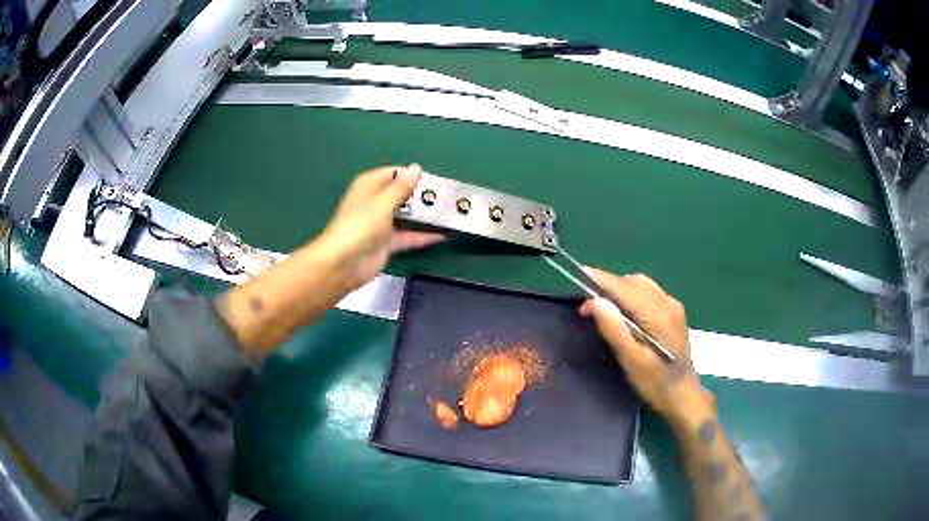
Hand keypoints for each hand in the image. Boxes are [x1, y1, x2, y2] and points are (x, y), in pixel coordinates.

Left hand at [318, 164, 443, 291]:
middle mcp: (375, 202)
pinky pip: (408, 236)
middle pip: (402, 194)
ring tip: (450, 212)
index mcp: (369, 186)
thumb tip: (417, 168)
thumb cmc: (361, 225)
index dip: (413, 175)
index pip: (394, 173)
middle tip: (448, 196)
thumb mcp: (383, 202)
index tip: (435, 179)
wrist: (344, 263)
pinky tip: (444, 235)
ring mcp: (381, 223)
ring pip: (407, 215)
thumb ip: (402, 186)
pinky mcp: (387, 243)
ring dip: (425, 215)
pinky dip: (423, 236)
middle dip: (423, 195)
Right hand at [579, 269, 714, 432]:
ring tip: (602, 305)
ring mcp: (673, 306)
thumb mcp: (632, 361)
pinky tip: (623, 310)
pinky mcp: (674, 312)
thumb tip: (595, 301)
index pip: (625, 287)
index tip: (579, 274)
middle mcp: (667, 303)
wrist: (683, 396)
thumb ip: (614, 329)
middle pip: (633, 282)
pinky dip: (631, 293)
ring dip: (620, 288)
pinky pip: (649, 292)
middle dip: (608, 286)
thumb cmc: (655, 383)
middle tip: (586, 305)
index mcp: (658, 315)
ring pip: (641, 285)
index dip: (602, 279)